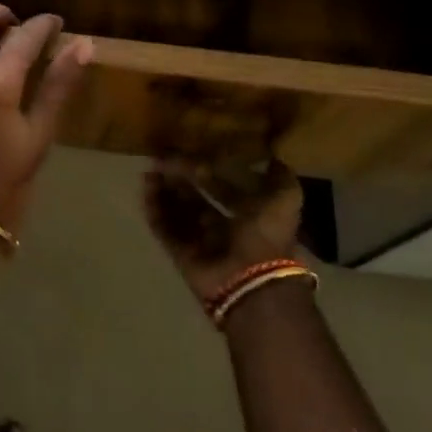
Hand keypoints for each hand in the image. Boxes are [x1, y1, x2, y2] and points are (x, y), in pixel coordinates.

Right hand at [143, 159, 302, 302]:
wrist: (252, 280)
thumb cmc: (267, 234)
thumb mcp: (285, 198)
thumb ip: (279, 176)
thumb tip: (271, 156)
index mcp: (249, 215)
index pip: (223, 188)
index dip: (207, 171)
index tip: (189, 150)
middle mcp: (223, 228)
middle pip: (195, 199)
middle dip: (179, 179)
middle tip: (161, 158)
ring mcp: (201, 242)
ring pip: (177, 212)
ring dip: (164, 192)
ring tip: (149, 171)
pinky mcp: (182, 255)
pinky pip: (165, 229)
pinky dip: (155, 211)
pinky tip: (145, 191)